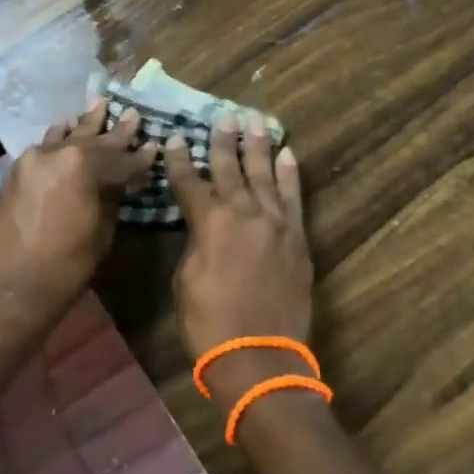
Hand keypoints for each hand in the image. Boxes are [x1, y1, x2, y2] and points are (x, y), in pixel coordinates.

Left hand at [0, 103, 155, 342]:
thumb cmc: (67, 265)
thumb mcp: (102, 231)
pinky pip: (44, 148)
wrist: (11, 287)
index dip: (141, 157)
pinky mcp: (16, 171)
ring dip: (83, 126)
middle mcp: (57, 153)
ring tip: (97, 107)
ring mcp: (32, 159)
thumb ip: (112, 197)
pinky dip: (58, 140)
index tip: (154, 146)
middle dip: (115, 131)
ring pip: (65, 136)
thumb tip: (122, 181)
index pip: (121, 158)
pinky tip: (64, 131)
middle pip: (93, 139)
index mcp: (83, 165)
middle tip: (131, 114)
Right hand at [164, 115, 315, 407]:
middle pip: (231, 169)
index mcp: (210, 223)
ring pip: (265, 175)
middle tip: (224, 116)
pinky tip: (287, 155)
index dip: (180, 160)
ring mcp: (275, 223)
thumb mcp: (186, 281)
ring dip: (259, 147)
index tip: (176, 138)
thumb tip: (205, 227)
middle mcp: (244, 213)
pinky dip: (290, 175)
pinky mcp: (297, 238)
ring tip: (256, 122)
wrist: (259, 357)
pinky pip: (293, 198)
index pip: (190, 182)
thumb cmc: (209, 323)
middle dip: (224, 141)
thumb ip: (196, 244)